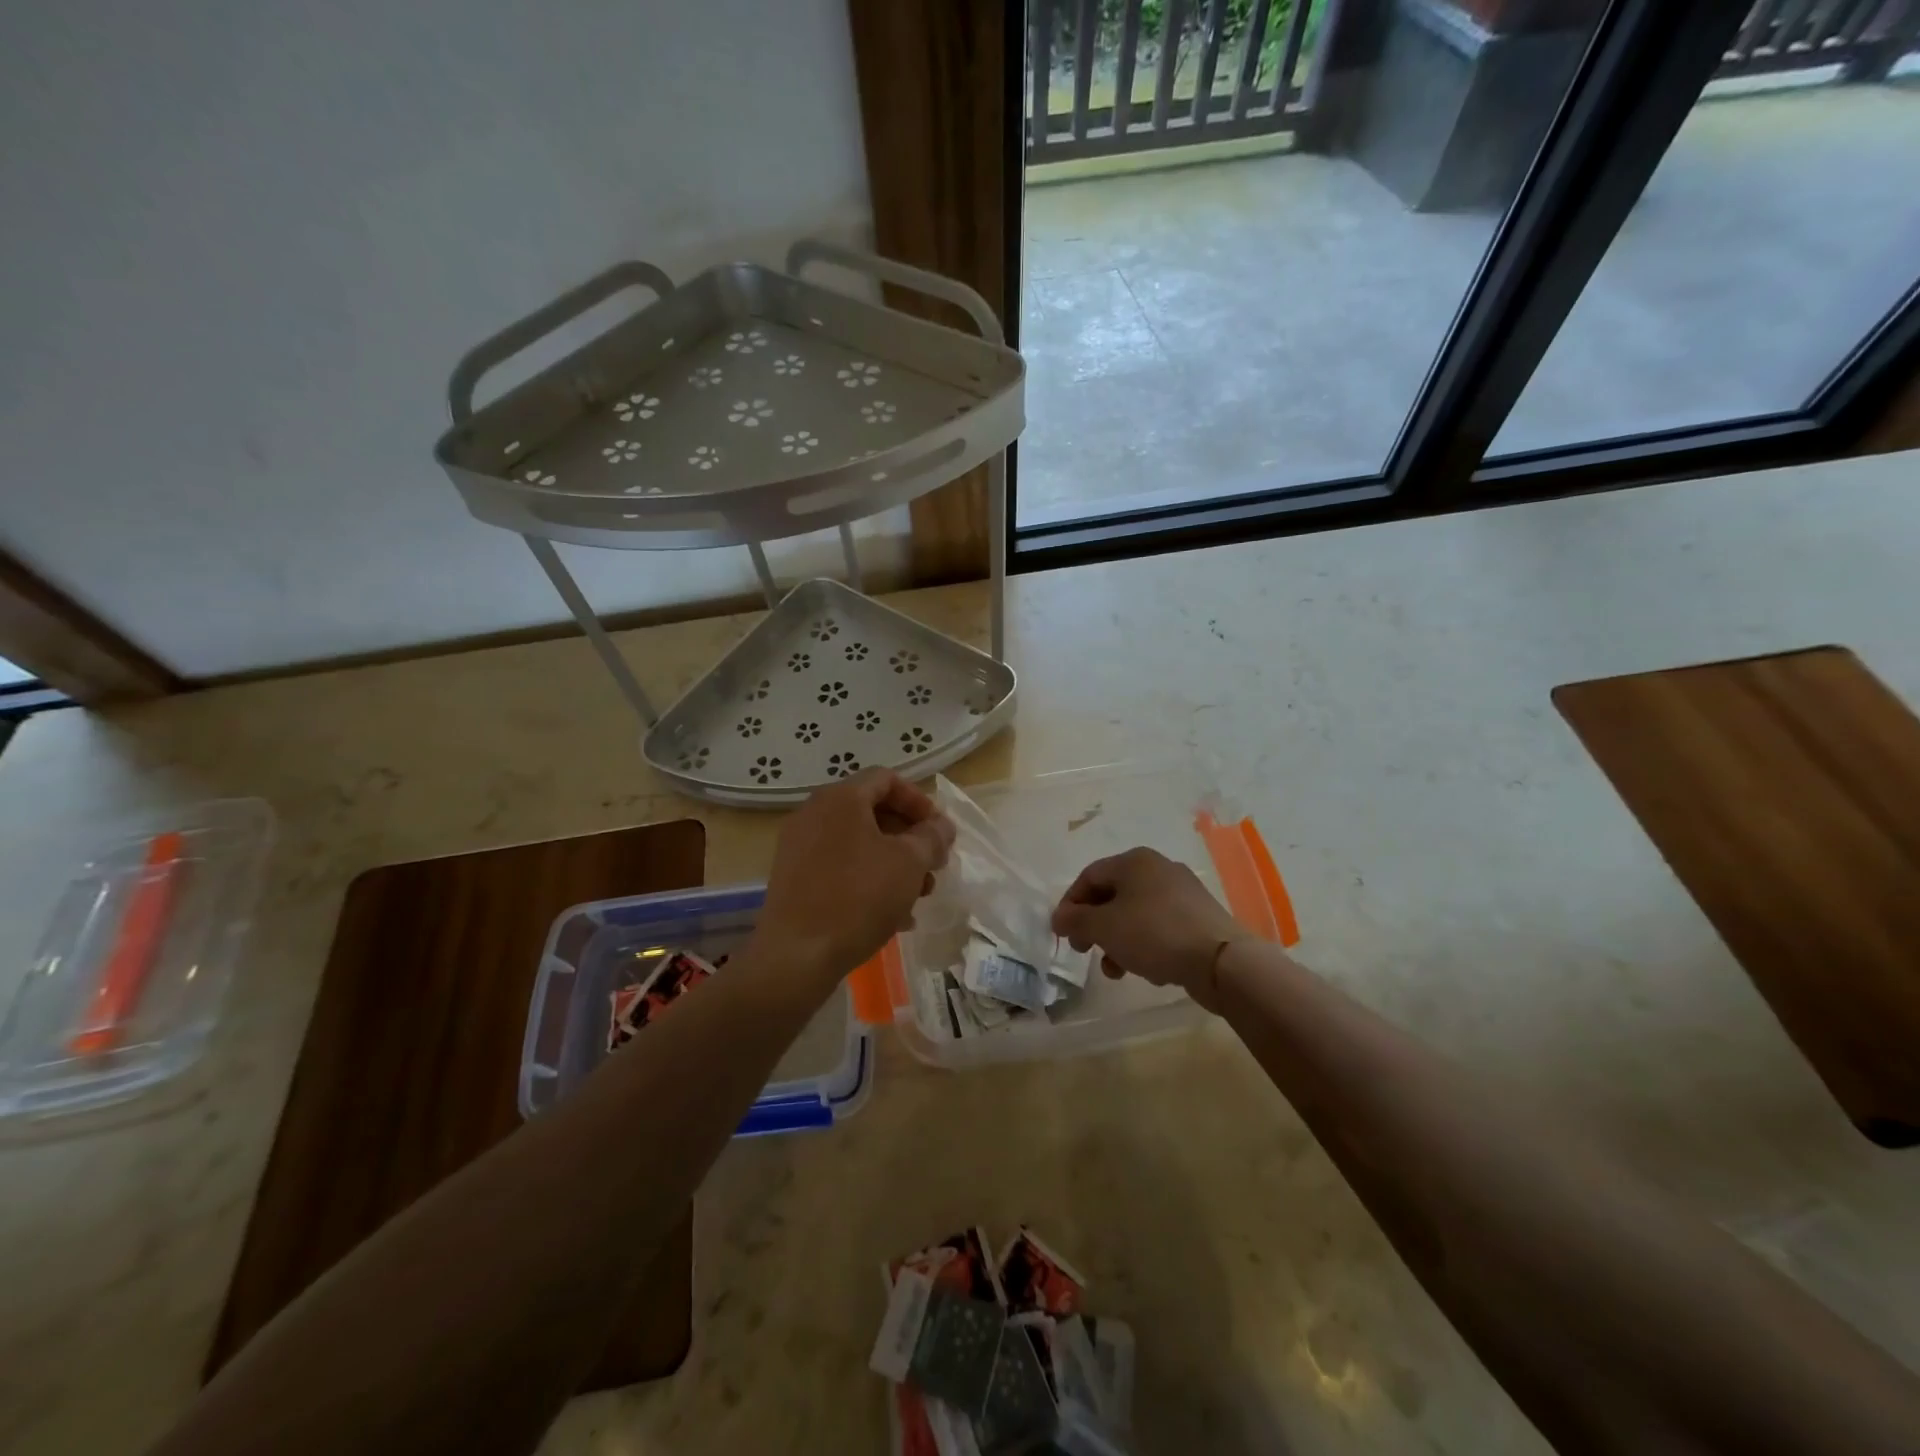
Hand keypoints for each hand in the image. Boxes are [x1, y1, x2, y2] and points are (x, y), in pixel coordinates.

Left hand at [755, 768, 954, 993]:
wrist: (796, 955)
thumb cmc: (859, 898)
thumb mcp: (909, 863)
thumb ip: (932, 837)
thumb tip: (941, 825)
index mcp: (840, 798)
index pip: (887, 779)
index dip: (920, 801)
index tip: (939, 832)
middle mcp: (814, 814)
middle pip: (873, 812)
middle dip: (910, 838)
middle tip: (933, 866)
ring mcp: (799, 847)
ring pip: (858, 843)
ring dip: (894, 863)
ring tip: (918, 895)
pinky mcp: (794, 878)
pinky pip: (840, 867)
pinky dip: (869, 880)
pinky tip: (893, 915)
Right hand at [1051, 847, 1249, 1012]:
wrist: (1220, 960)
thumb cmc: (1154, 934)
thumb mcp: (1105, 927)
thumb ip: (1076, 920)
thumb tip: (1059, 917)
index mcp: (1134, 861)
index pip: (1089, 876)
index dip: (1070, 904)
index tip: (1062, 934)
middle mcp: (1159, 868)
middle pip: (1113, 895)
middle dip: (1094, 926)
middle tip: (1084, 951)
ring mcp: (1182, 893)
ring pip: (1135, 914)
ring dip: (1117, 941)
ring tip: (1114, 970)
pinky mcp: (1198, 918)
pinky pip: (1159, 927)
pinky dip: (1144, 945)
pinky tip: (1147, 969)